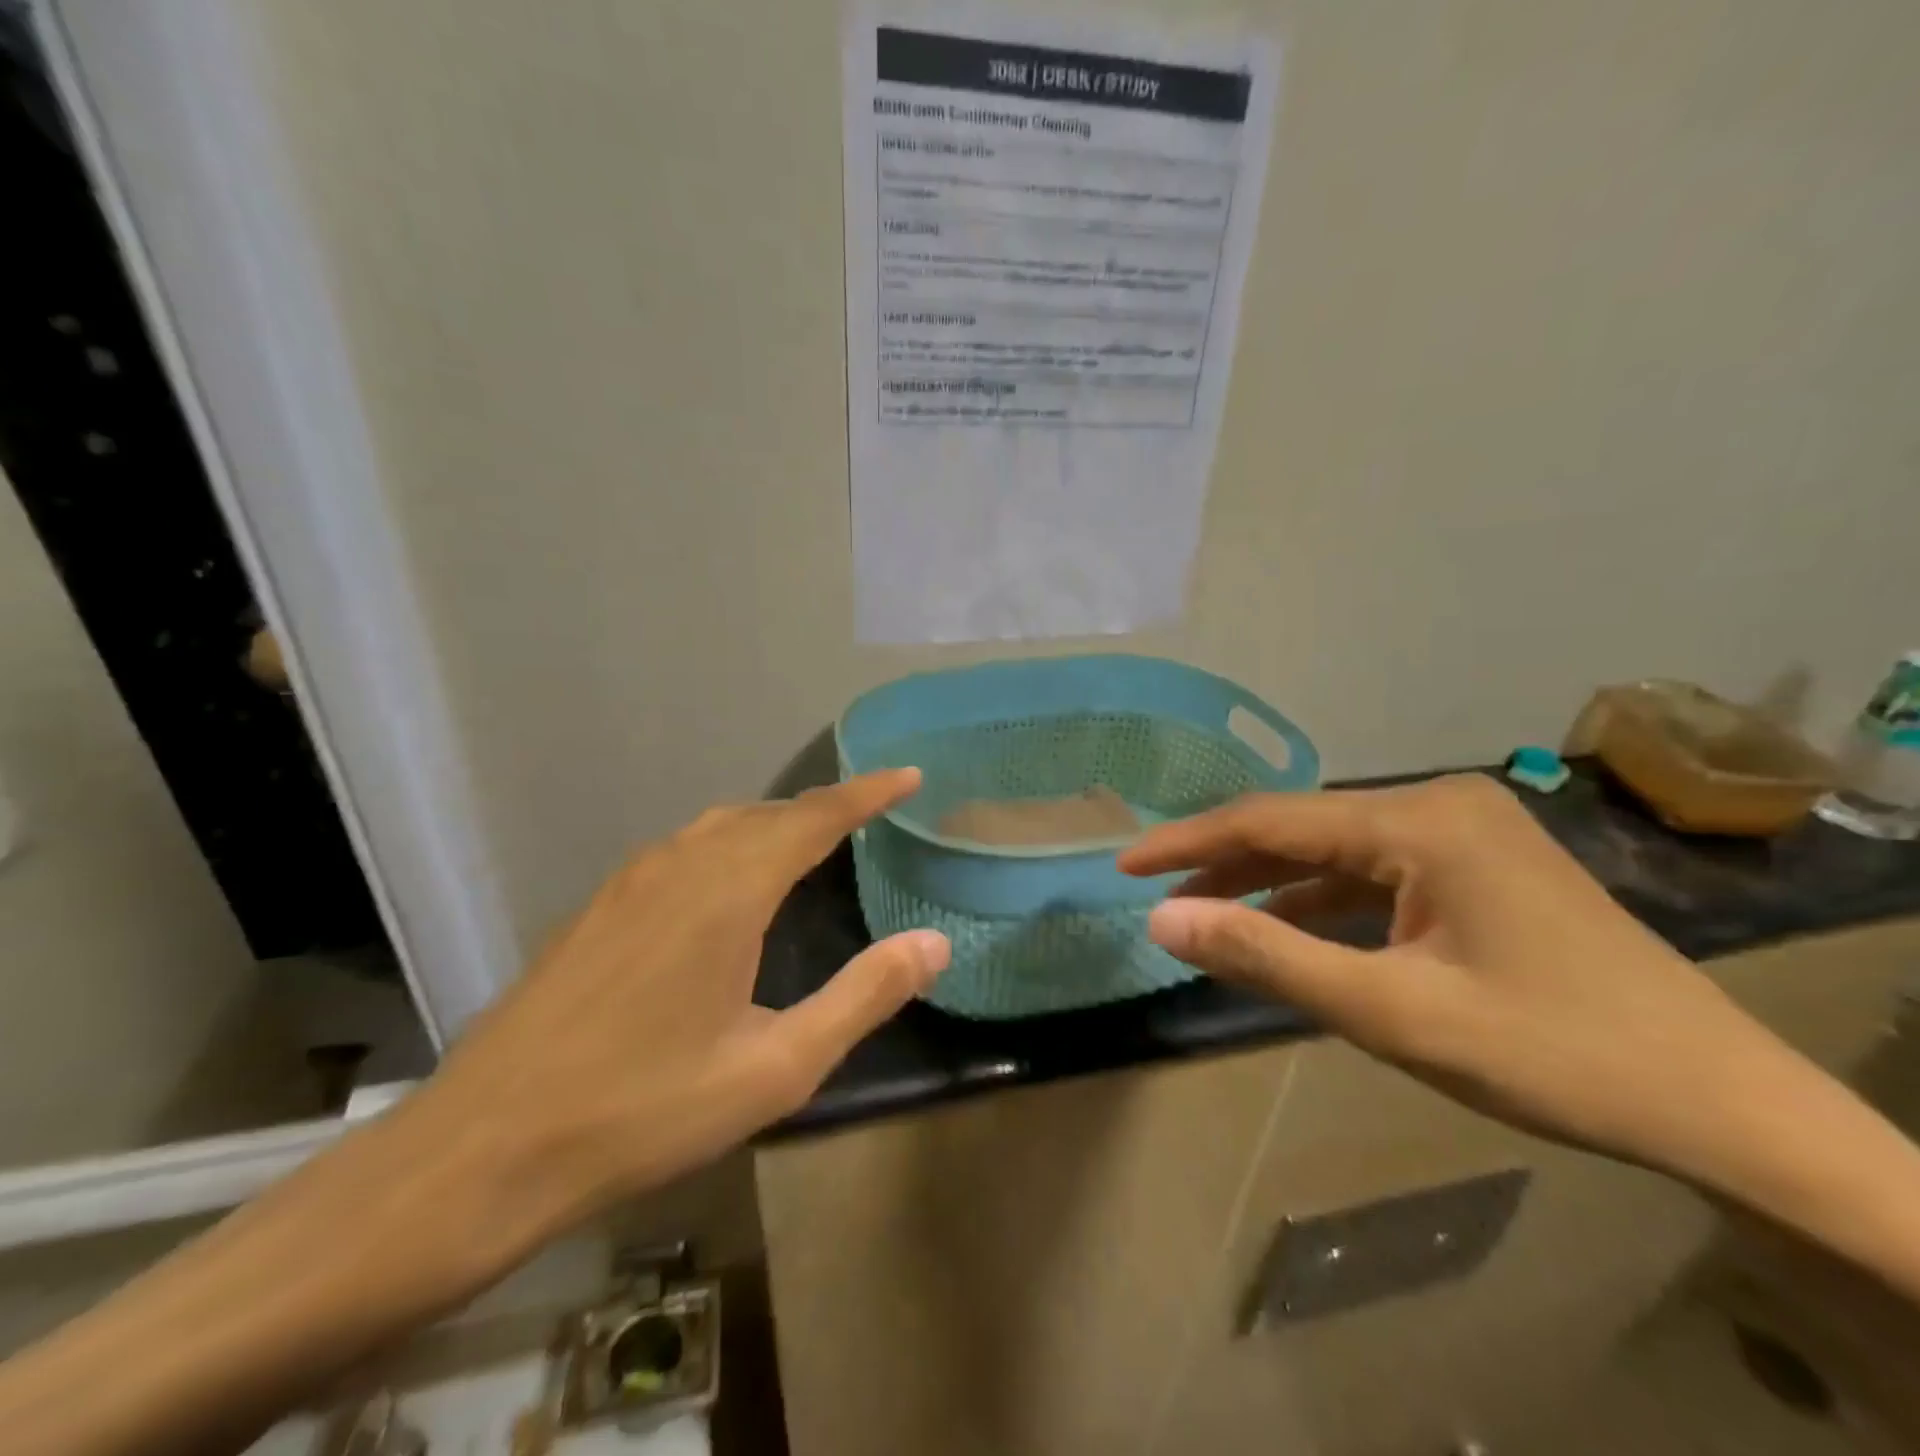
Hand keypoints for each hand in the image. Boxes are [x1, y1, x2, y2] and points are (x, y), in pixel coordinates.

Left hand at [417, 767, 948, 1232]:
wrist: (483, 1149)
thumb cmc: (645, 1110)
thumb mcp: (777, 1067)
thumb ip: (863, 996)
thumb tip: (935, 942)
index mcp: (728, 891)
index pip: (815, 816)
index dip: (867, 792)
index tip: (909, 775)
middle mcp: (680, 865)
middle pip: (768, 813)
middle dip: (825, 806)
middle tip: (871, 813)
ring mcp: (630, 882)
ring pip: (720, 825)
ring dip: (775, 821)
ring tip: (812, 840)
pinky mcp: (598, 907)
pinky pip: (684, 848)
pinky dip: (729, 842)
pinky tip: (729, 882)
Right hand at [1118, 774, 1802, 1181]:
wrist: (1727, 1105)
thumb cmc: (1553, 1054)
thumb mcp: (1391, 1011)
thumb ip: (1267, 956)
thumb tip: (1162, 918)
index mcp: (1419, 820)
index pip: (1270, 820)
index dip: (1188, 842)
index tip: (1125, 864)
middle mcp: (1437, 804)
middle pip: (1301, 828)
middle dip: (1225, 862)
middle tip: (1157, 892)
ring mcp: (1462, 831)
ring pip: (1334, 850)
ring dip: (1270, 883)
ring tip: (1205, 912)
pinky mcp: (1476, 865)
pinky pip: (1374, 872)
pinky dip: (1322, 900)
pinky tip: (1286, 926)